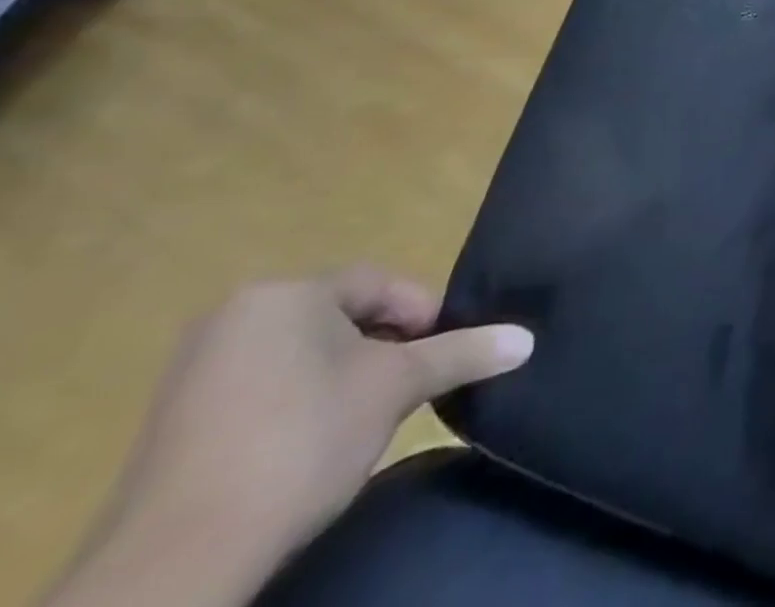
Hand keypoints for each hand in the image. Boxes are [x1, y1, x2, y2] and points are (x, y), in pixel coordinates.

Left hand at [47, 268, 532, 606]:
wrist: (175, 564)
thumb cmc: (302, 442)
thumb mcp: (397, 388)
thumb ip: (462, 353)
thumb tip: (526, 339)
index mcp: (285, 293)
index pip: (378, 284)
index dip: (421, 313)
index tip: (441, 353)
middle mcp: (236, 316)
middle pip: (339, 316)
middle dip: (383, 346)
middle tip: (409, 385)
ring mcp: (195, 370)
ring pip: (302, 353)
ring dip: (343, 376)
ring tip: (366, 418)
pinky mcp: (173, 421)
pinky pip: (261, 388)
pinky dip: (297, 404)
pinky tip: (310, 446)